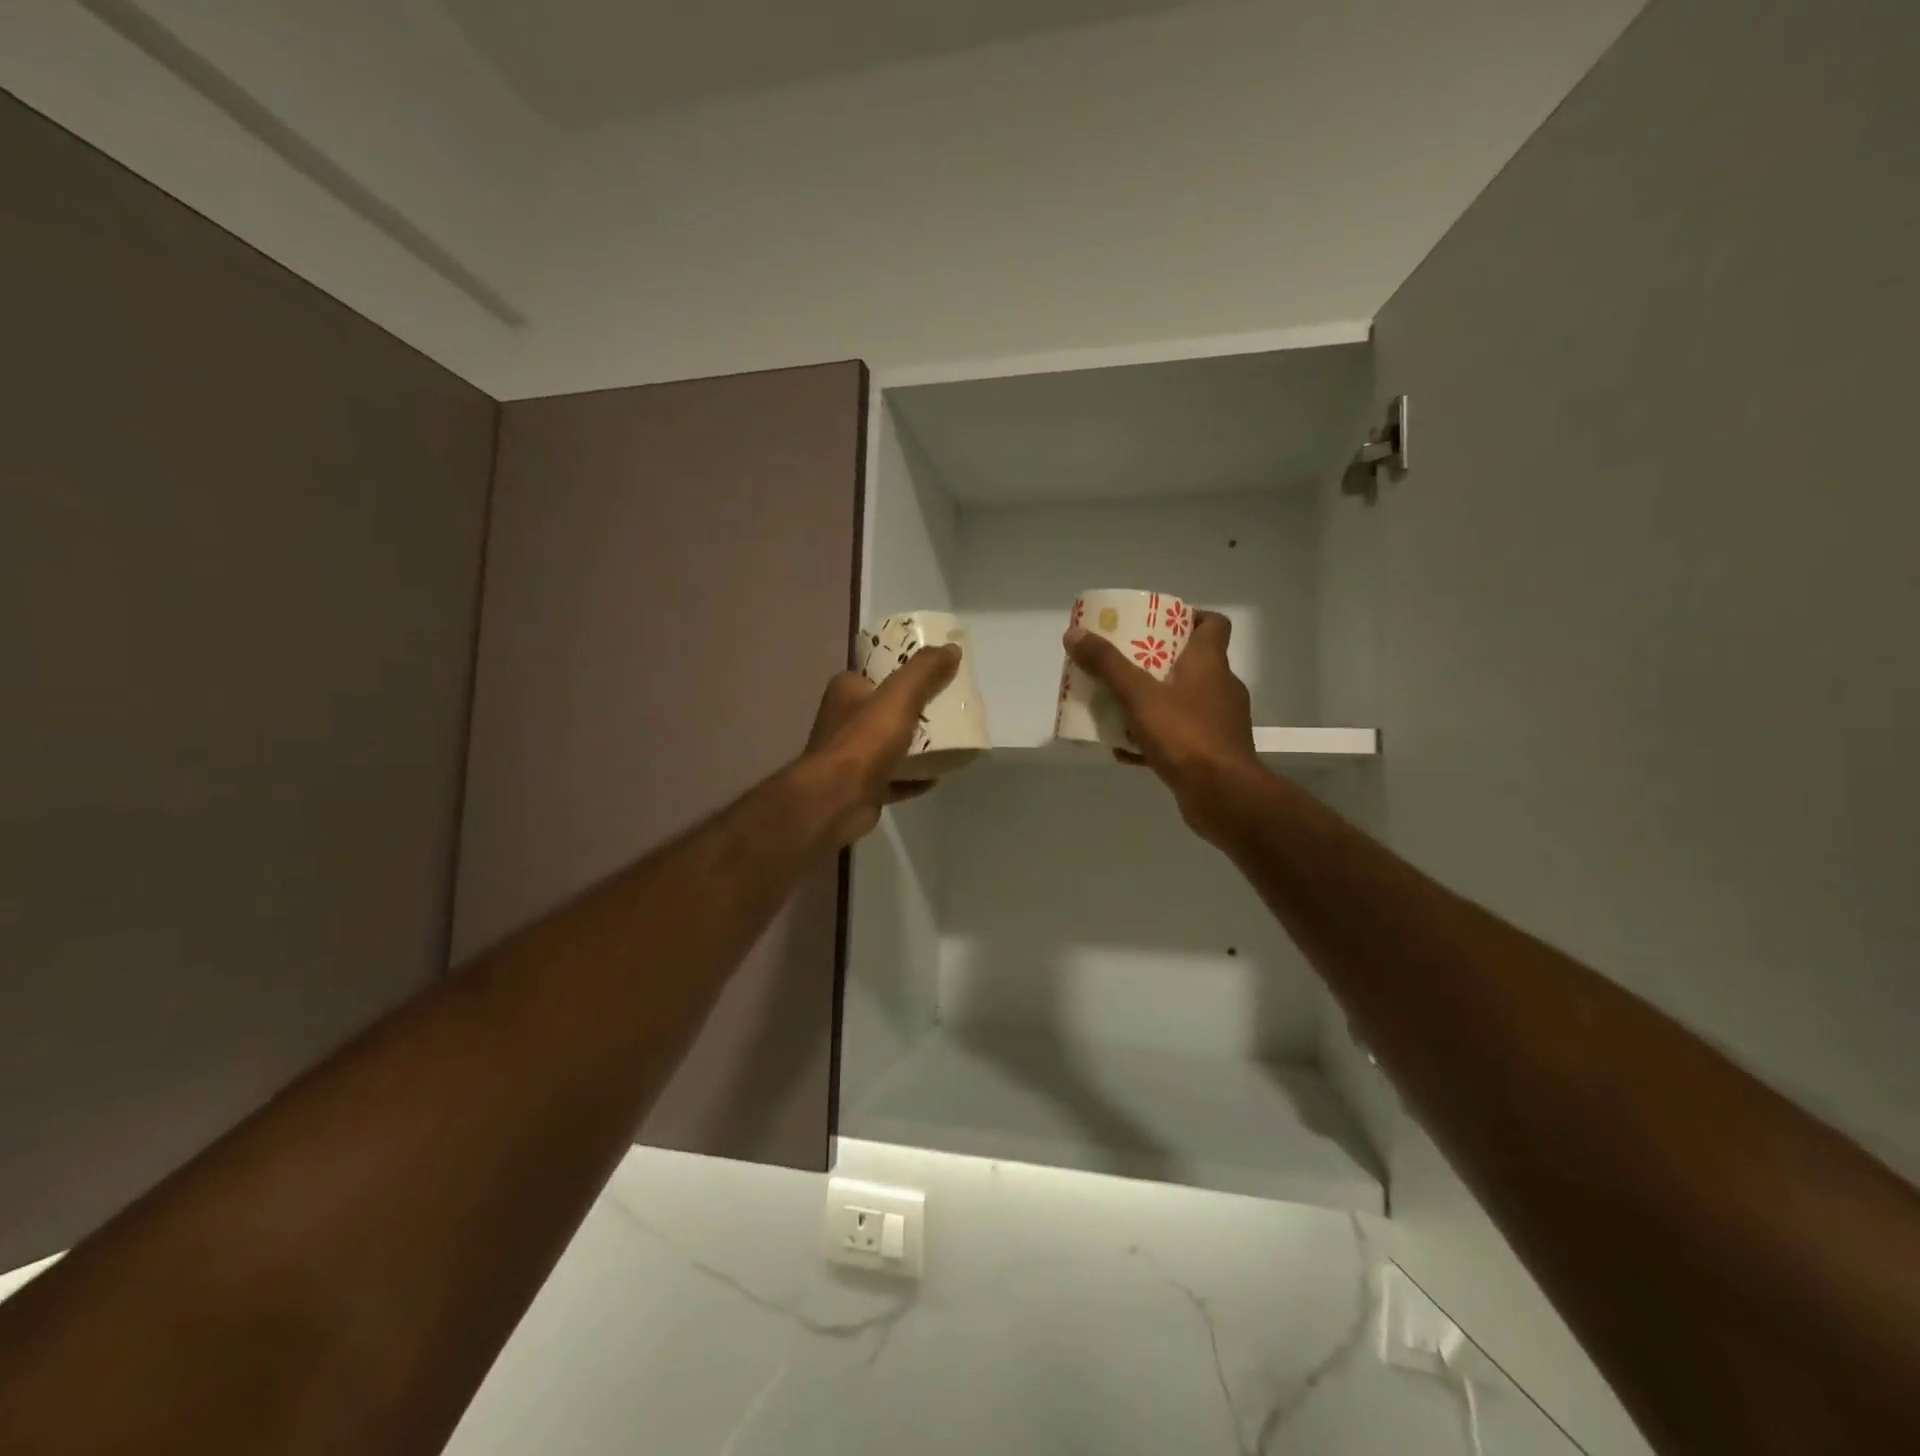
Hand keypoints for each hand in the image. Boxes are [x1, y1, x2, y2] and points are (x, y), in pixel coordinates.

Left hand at [803, 644, 961, 844]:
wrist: (838, 799)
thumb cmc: (865, 741)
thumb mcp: (900, 696)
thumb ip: (925, 671)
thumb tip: (952, 647)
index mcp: (846, 691)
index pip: (876, 674)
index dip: (903, 674)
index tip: (933, 677)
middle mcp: (843, 720)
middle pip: (885, 710)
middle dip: (914, 712)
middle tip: (946, 711)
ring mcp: (850, 756)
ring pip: (889, 745)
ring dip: (915, 746)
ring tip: (947, 743)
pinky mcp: (860, 786)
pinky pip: (893, 777)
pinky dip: (912, 777)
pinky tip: (935, 777)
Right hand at [1063, 610, 1258, 841]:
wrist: (1223, 796)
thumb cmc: (1185, 735)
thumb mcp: (1138, 695)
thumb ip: (1107, 665)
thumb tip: (1074, 633)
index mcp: (1210, 663)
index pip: (1212, 624)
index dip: (1189, 618)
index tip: (1157, 623)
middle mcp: (1221, 687)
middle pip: (1191, 663)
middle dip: (1155, 662)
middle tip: (1123, 664)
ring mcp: (1220, 722)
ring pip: (1183, 701)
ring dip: (1152, 702)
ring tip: (1118, 707)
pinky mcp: (1214, 752)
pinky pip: (1180, 736)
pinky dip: (1155, 737)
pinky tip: (1126, 748)